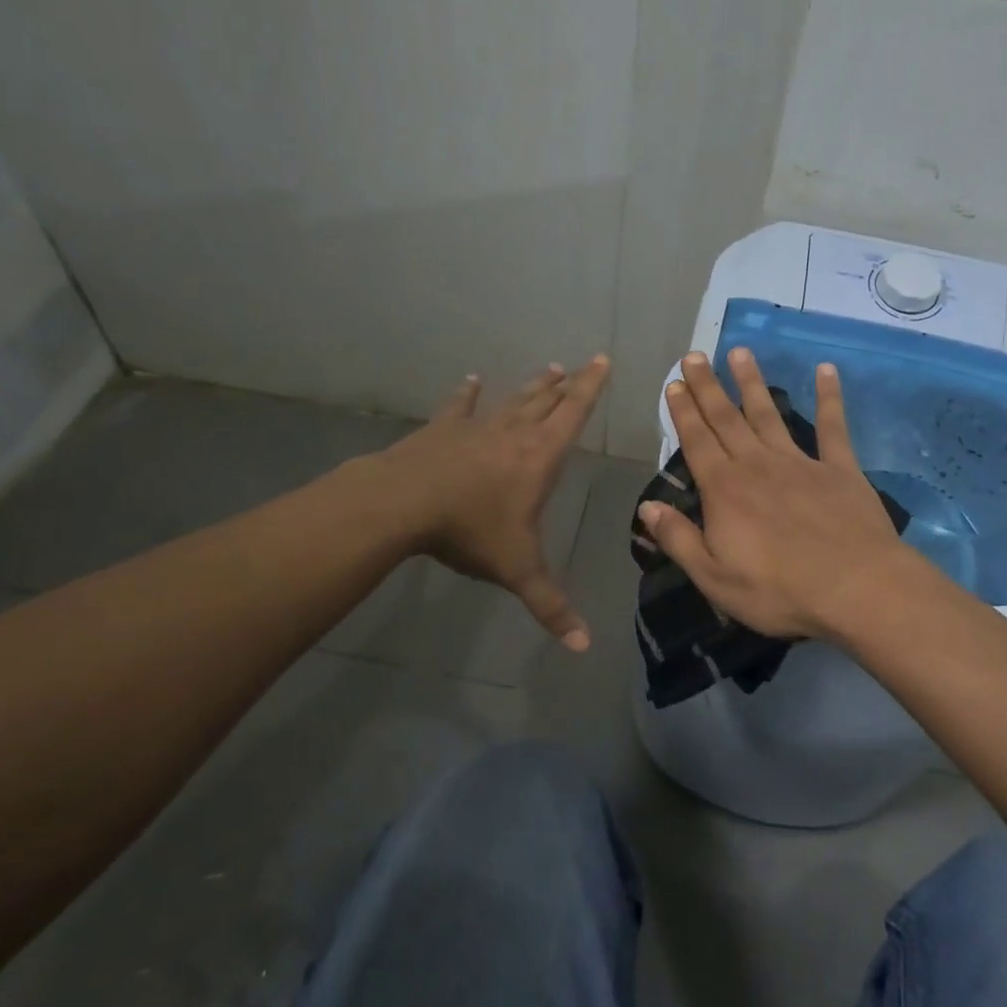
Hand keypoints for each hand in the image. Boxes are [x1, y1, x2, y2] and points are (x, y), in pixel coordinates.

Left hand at [379, 356, 610, 649]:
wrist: (403, 503)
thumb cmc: (469, 530)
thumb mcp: (516, 569)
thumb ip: (550, 605)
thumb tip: (582, 646)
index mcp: (539, 456)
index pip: (574, 412)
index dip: (591, 387)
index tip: (602, 360)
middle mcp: (514, 432)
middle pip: (546, 400)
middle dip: (566, 384)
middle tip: (578, 366)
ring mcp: (477, 426)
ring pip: (512, 400)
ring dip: (532, 387)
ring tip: (548, 369)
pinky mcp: (444, 429)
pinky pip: (461, 406)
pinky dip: (468, 393)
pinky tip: (472, 380)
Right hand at [638, 348, 913, 641]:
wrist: (856, 589)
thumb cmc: (779, 591)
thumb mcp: (715, 577)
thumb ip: (679, 539)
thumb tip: (646, 507)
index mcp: (725, 490)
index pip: (697, 442)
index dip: (683, 412)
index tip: (674, 383)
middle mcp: (757, 465)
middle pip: (726, 419)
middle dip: (708, 387)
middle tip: (694, 355)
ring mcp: (800, 462)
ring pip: (769, 414)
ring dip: (752, 383)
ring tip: (739, 352)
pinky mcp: (839, 469)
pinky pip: (832, 427)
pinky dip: (829, 397)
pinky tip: (826, 370)